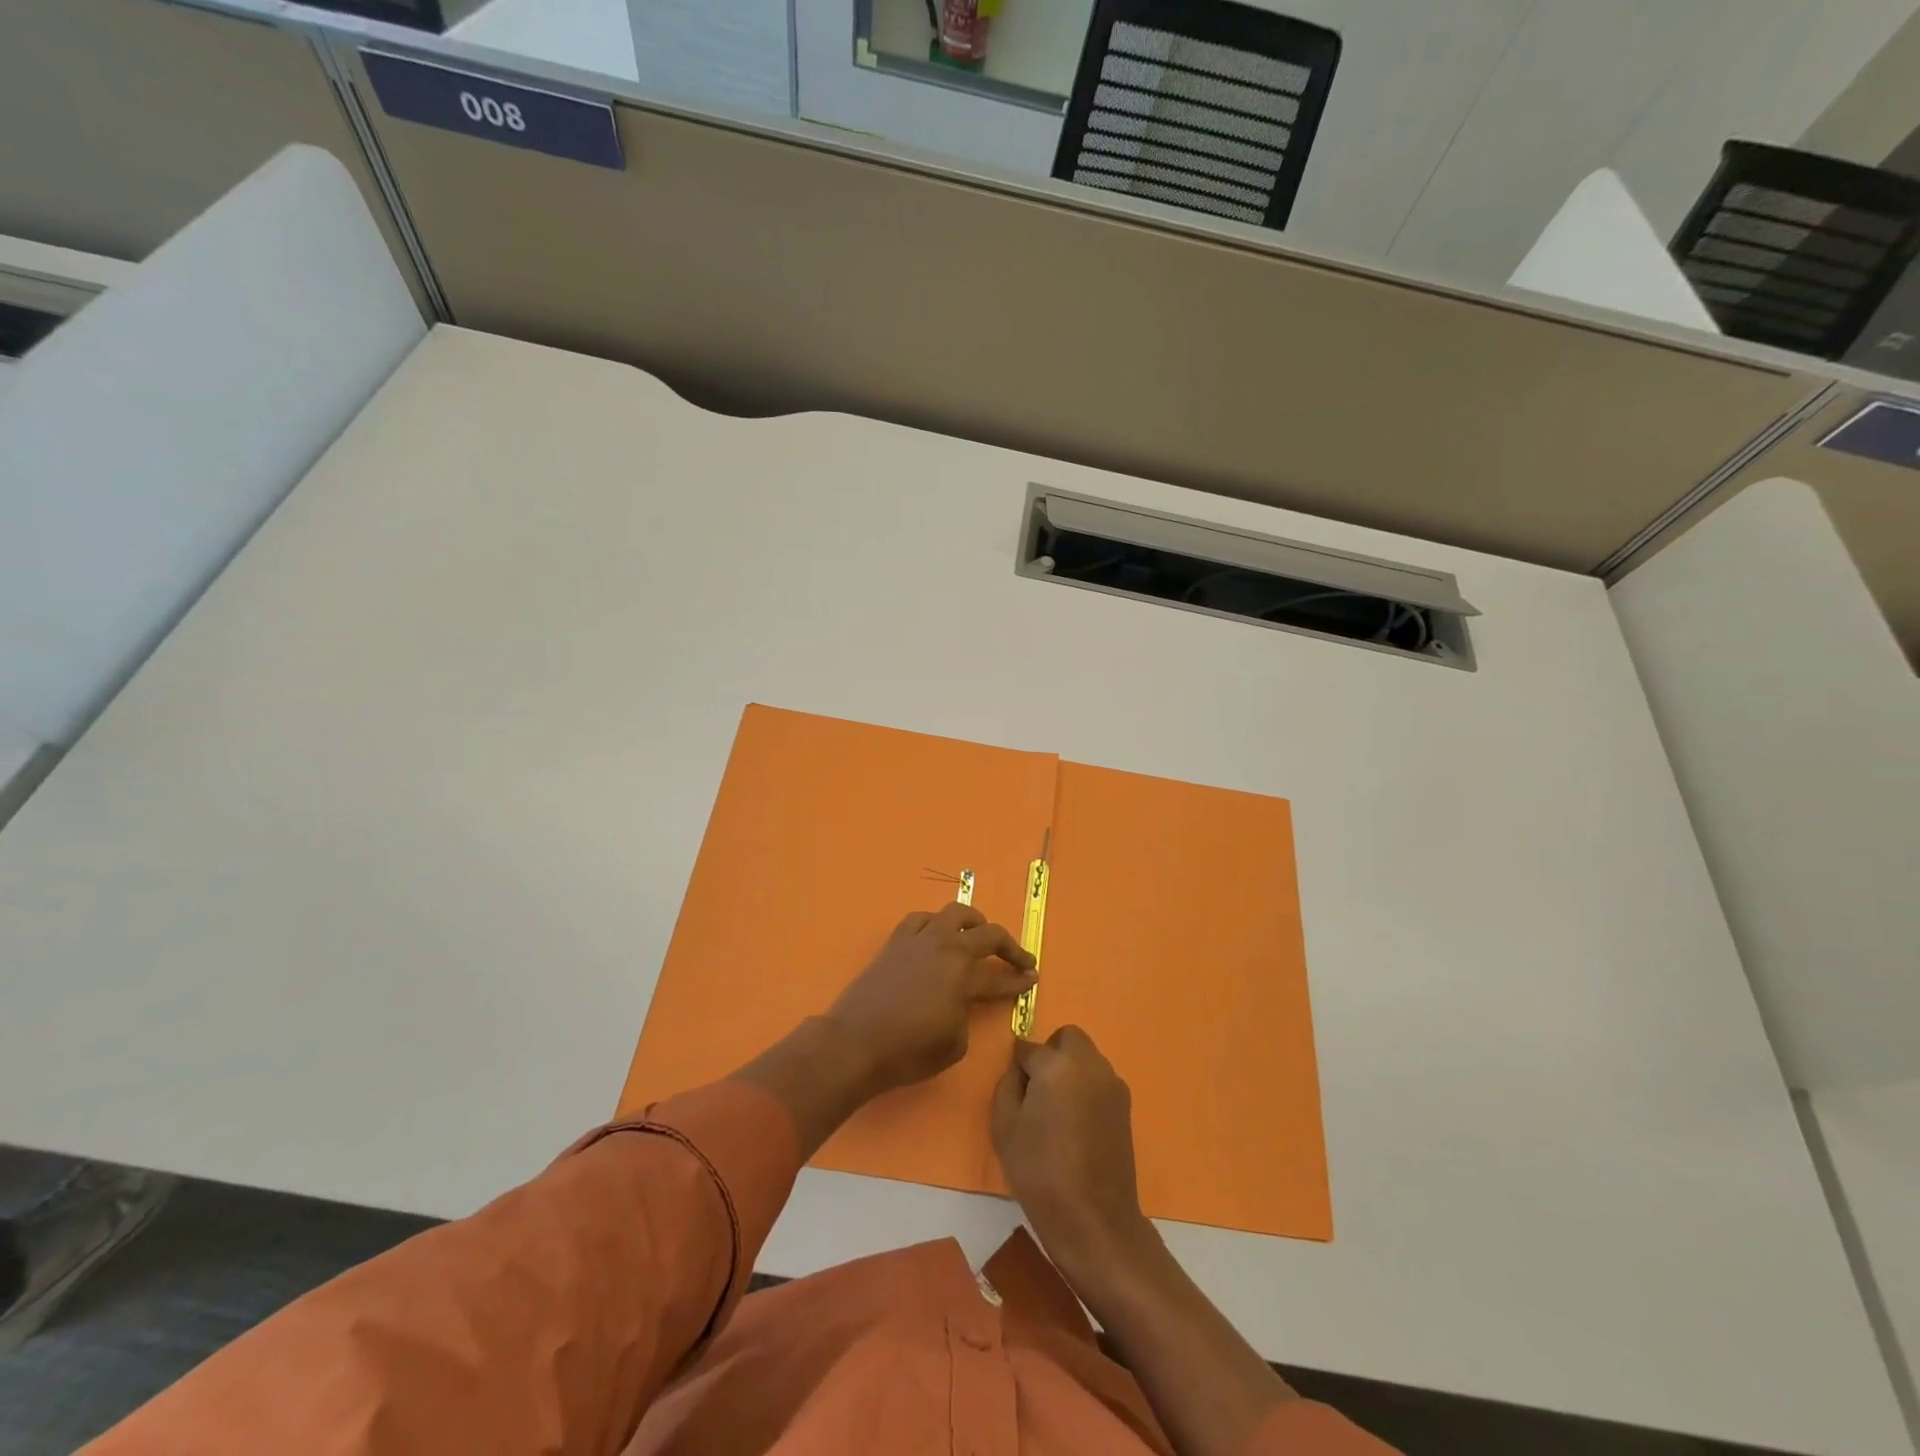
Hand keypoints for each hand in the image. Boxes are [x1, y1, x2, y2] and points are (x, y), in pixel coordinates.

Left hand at [826, 903, 1035, 1095]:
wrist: (855, 1043)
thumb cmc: (907, 1053)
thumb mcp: (953, 1045)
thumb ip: (966, 1016)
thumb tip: (962, 1003)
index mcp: (964, 977)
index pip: (1001, 977)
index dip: (1020, 980)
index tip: (1033, 978)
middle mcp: (947, 949)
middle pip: (989, 935)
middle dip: (1011, 947)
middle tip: (1020, 960)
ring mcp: (920, 939)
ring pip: (956, 913)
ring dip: (976, 922)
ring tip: (981, 933)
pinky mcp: (896, 941)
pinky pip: (921, 919)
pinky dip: (935, 923)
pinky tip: (937, 934)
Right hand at [992, 1025, 1150, 1284]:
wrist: (1094, 1219)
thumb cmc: (1040, 1172)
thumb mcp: (1004, 1127)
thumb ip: (1007, 1086)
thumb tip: (1020, 1071)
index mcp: (1056, 1065)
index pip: (1028, 1048)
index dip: (1018, 1068)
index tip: (1015, 1092)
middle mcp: (1089, 1064)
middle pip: (1067, 1038)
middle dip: (1051, 1053)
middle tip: (1038, 1090)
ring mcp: (1112, 1084)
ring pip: (1087, 1058)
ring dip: (1071, 1070)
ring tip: (1058, 1111)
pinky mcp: (1126, 1106)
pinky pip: (1099, 1081)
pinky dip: (1086, 1089)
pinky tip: (1077, 1125)